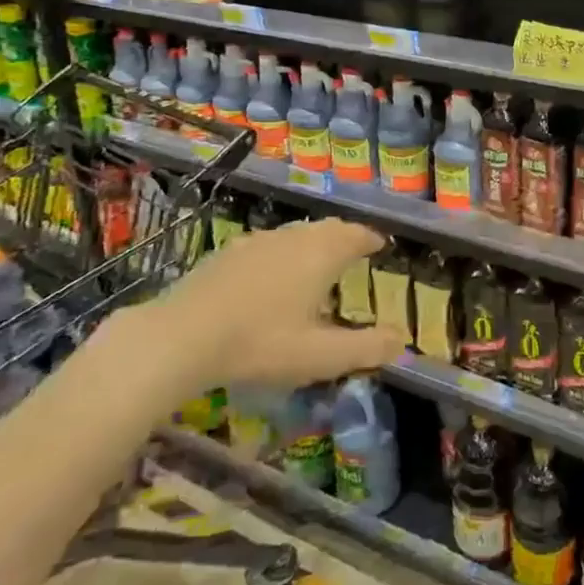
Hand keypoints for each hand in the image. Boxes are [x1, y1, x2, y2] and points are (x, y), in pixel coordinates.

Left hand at [155, 218, 404, 389]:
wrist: (181, 337)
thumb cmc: (260, 344)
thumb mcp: (320, 356)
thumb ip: (365, 348)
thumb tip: (402, 341)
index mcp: (321, 254)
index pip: (356, 235)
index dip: (371, 239)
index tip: (380, 245)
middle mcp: (293, 237)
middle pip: (327, 228)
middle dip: (345, 237)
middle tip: (354, 251)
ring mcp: (257, 241)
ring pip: (296, 234)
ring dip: (313, 243)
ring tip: (317, 263)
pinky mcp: (227, 252)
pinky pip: (268, 244)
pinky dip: (283, 253)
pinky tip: (271, 276)